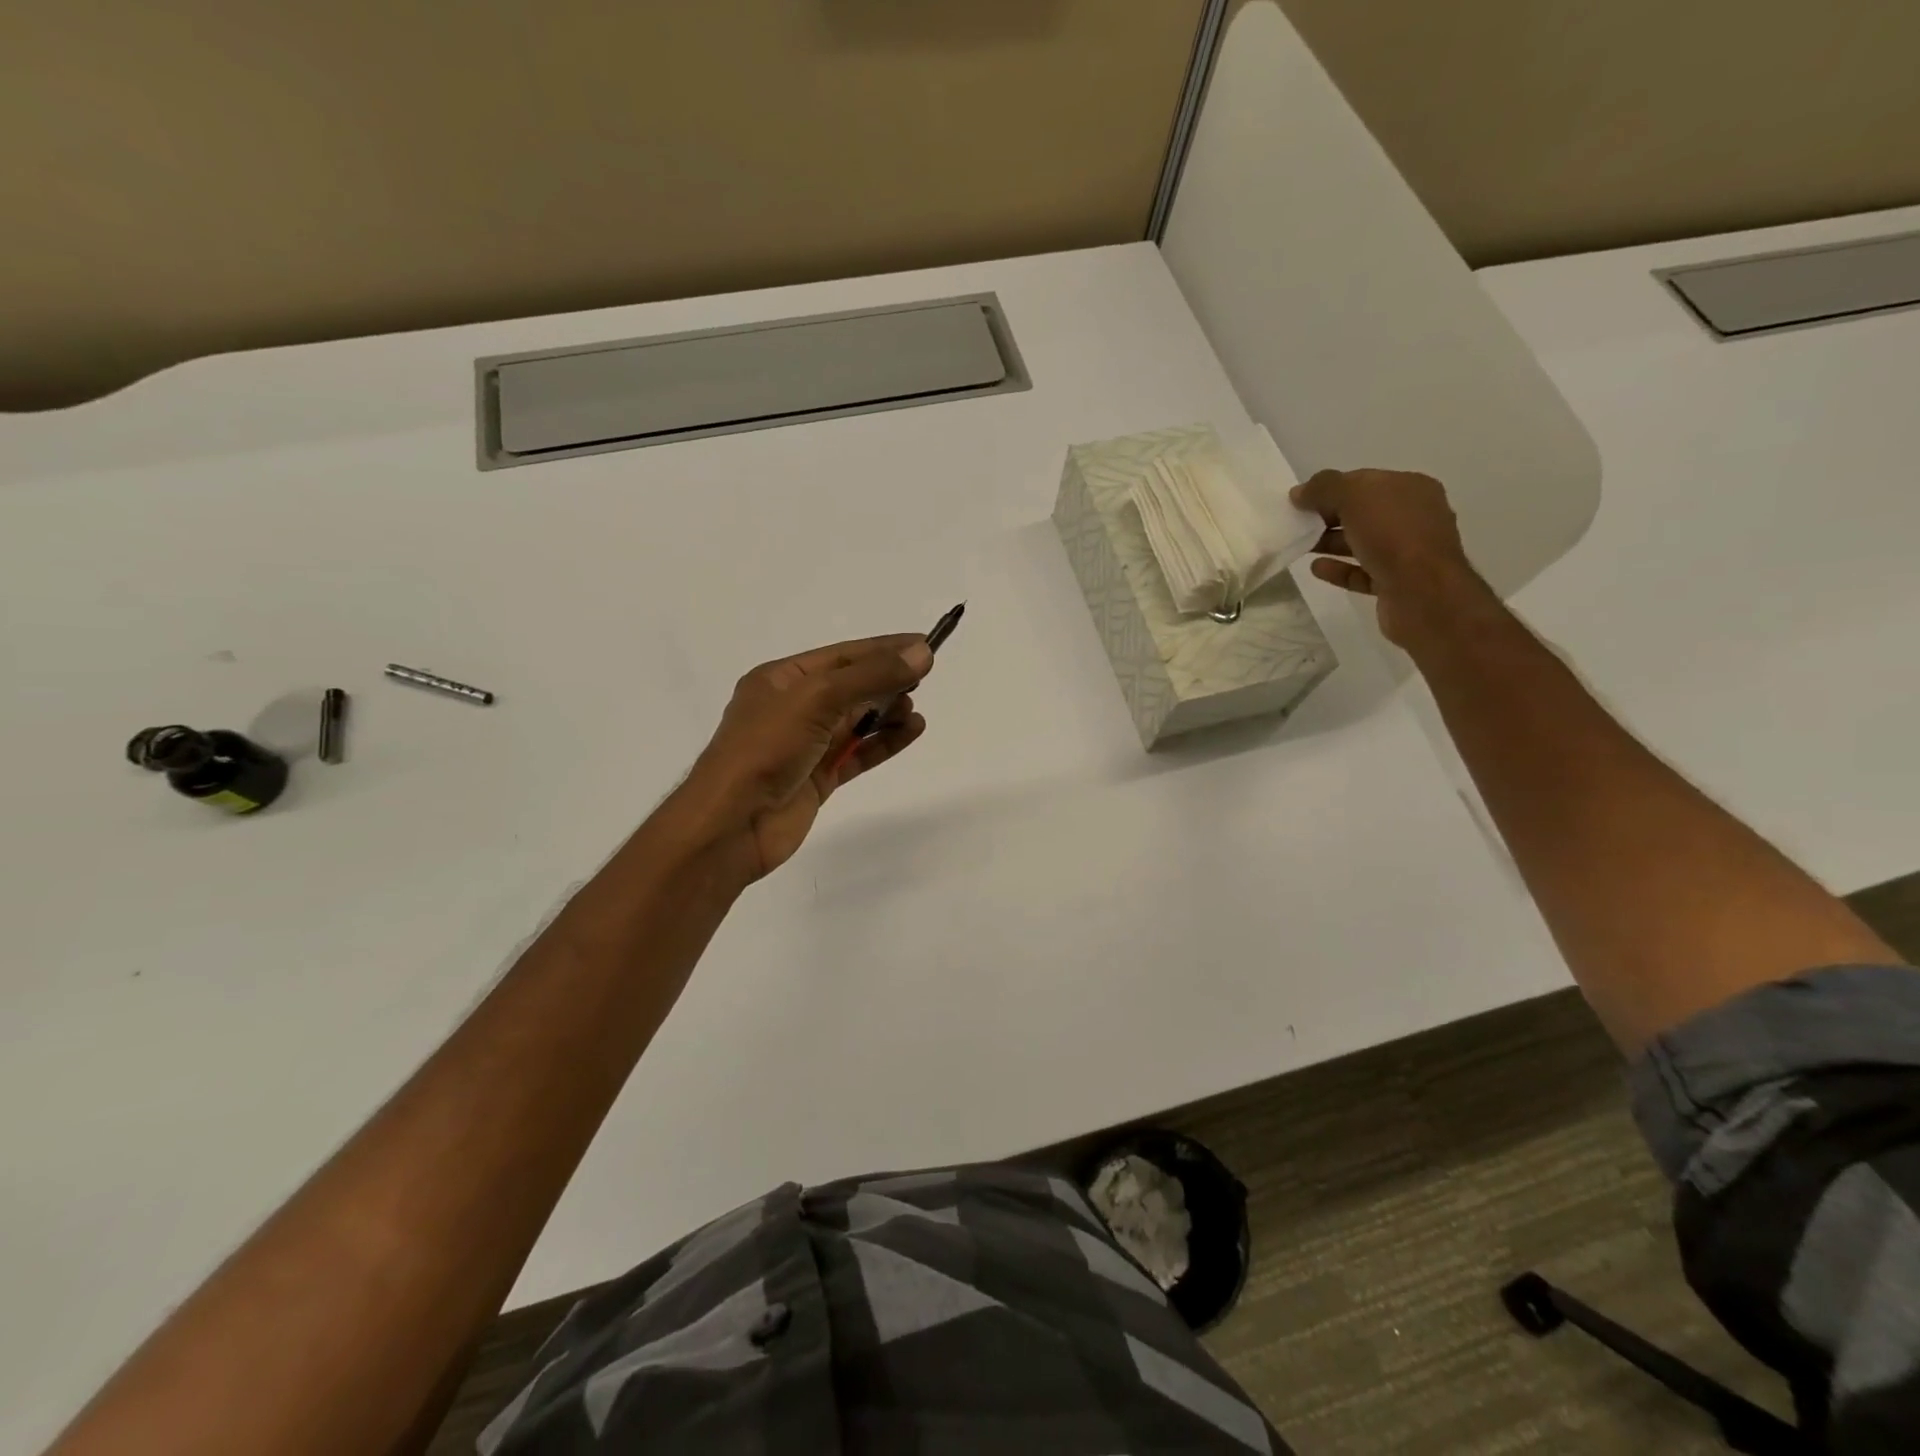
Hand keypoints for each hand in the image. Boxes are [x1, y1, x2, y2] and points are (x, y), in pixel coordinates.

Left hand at [670, 635, 933, 882]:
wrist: (732, 823)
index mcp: (780, 679)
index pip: (842, 656)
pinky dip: (885, 742)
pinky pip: (858, 753)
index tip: (924, 644)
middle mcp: (792, 708)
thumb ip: (871, 675)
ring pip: (856, 722)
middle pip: (850, 687)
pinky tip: (911, 731)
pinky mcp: (818, 778)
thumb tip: (921, 653)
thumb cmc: (766, 748)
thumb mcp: (817, 698)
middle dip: (886, 681)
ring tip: (914, 711)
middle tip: (923, 680)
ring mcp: (806, 745)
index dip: (883, 649)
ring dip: (888, 713)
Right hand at [1290, 469, 1492, 647]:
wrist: (1423, 593)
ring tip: (1301, 546)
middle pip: (1363, 512)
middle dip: (1330, 516)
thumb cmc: (1393, 535)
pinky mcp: (1395, 583)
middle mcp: (1414, 517)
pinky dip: (1339, 569)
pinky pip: (1362, 572)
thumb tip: (1299, 492)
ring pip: (1362, 543)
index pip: (1365, 481)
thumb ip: (1324, 488)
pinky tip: (1316, 568)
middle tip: (1298, 524)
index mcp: (1411, 489)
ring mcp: (1407, 552)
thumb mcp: (1355, 497)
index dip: (1332, 488)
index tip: (1301, 500)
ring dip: (1331, 543)